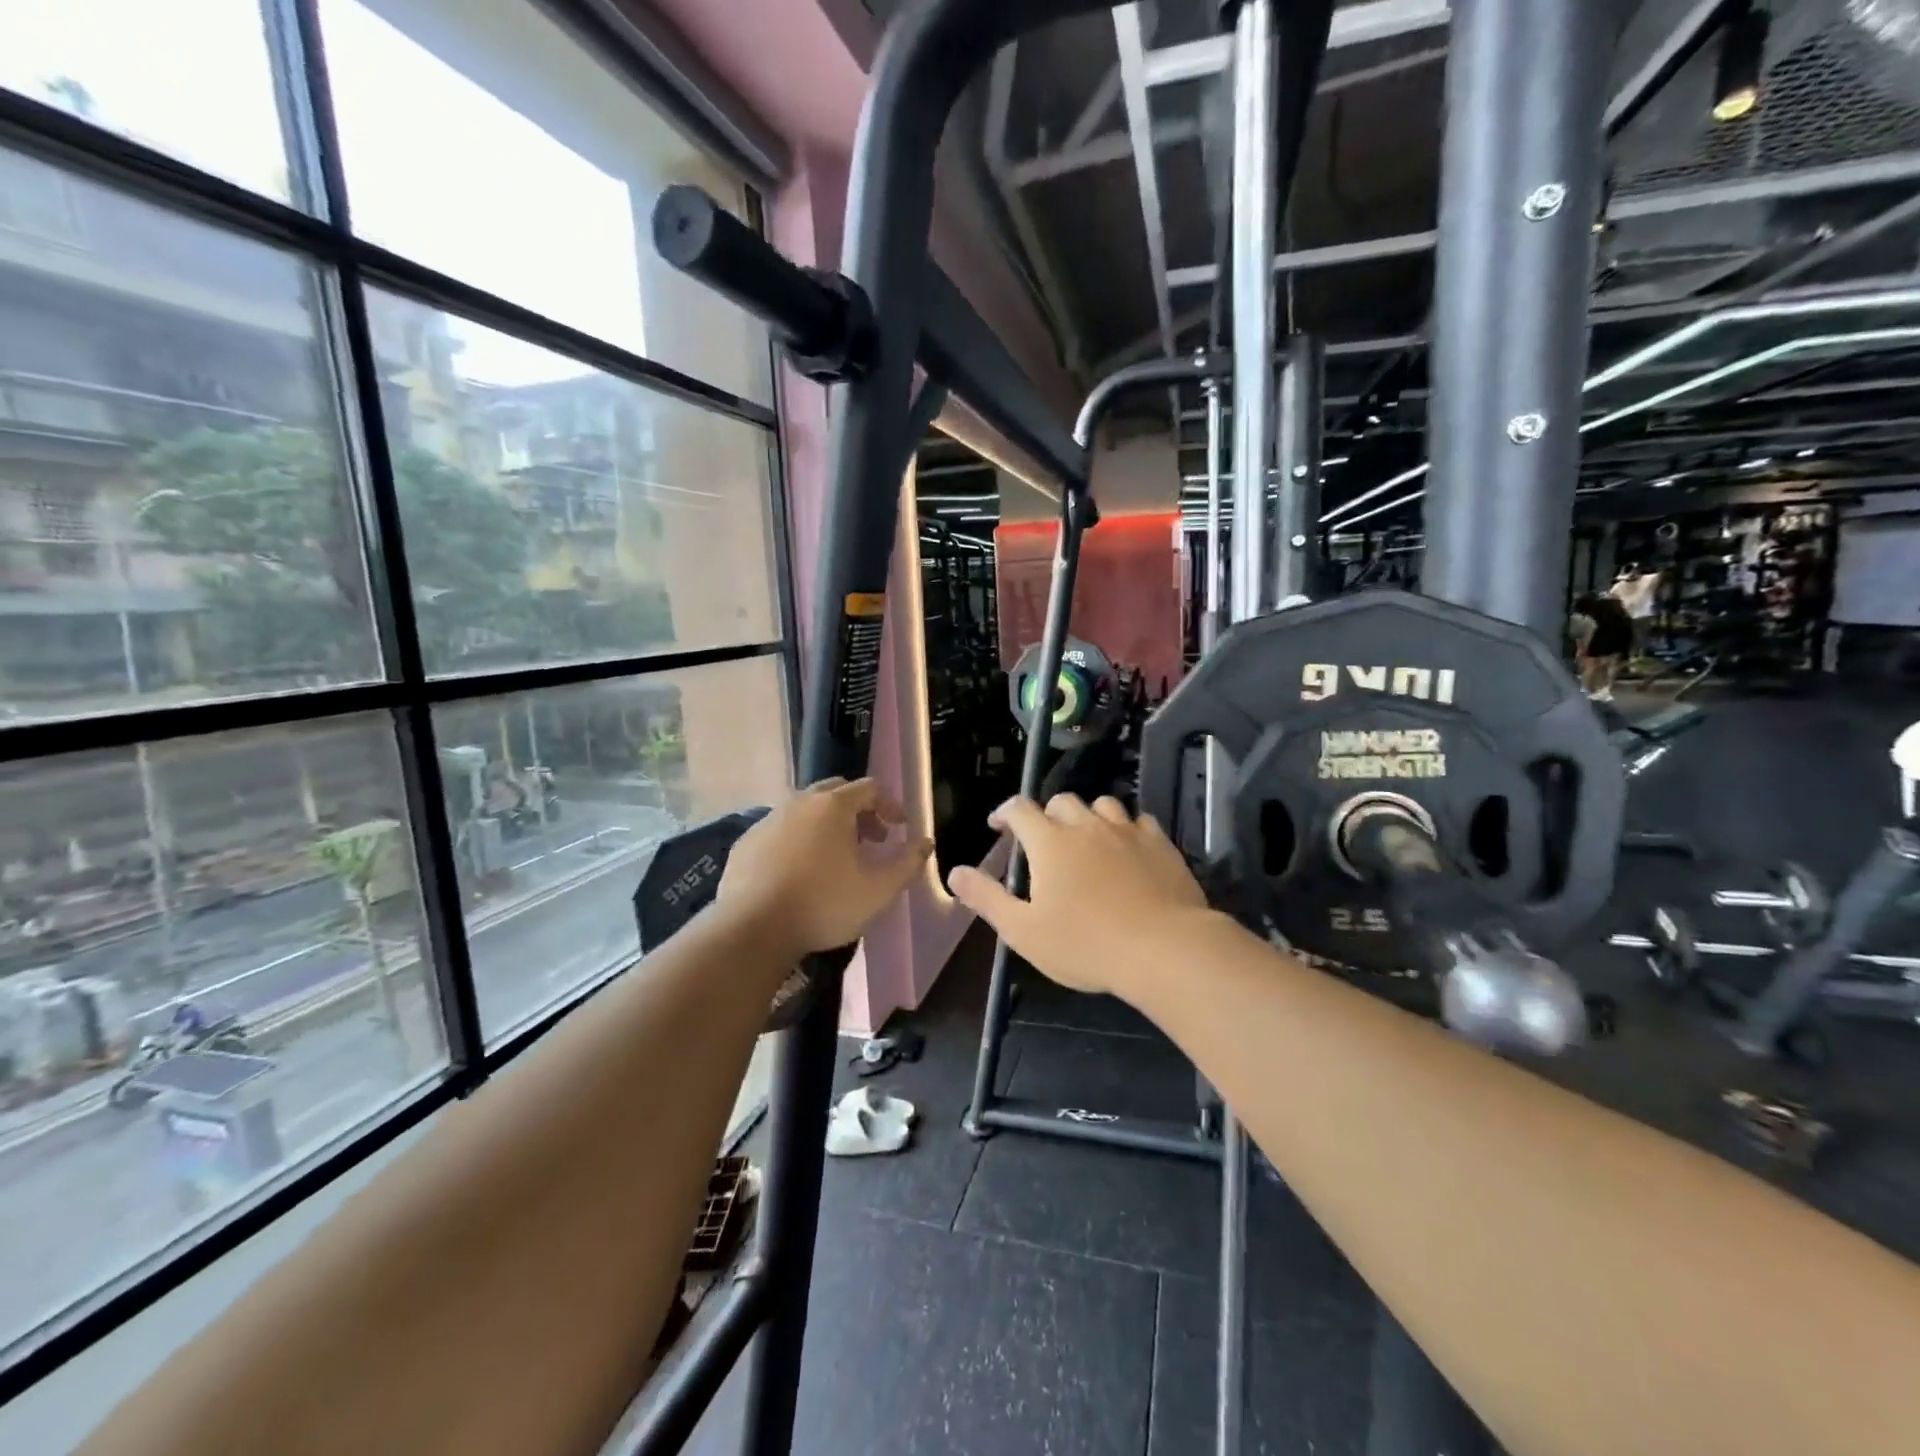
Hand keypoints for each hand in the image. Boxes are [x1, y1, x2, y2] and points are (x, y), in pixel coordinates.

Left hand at [718, 778, 932, 961]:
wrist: (752, 928)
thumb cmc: (824, 904)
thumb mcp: (879, 890)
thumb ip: (908, 862)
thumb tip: (925, 842)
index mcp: (833, 806)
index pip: (870, 788)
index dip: (890, 804)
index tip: (900, 827)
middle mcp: (799, 802)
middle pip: (836, 793)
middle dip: (860, 812)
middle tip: (873, 840)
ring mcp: (768, 820)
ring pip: (806, 811)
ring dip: (828, 826)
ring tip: (838, 858)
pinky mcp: (746, 843)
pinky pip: (781, 831)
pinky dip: (799, 841)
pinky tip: (801, 872)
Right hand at [946, 794, 1210, 998]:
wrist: (1164, 949)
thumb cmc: (1086, 944)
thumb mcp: (1023, 930)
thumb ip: (987, 898)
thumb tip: (954, 872)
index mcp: (1049, 842)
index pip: (1019, 808)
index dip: (1004, 812)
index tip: (998, 826)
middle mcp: (1086, 825)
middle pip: (1061, 802)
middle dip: (1047, 815)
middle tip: (1045, 842)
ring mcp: (1126, 831)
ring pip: (1102, 805)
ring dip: (1088, 817)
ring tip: (1087, 841)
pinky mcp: (1160, 843)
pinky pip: (1138, 822)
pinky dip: (1125, 829)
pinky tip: (1127, 850)